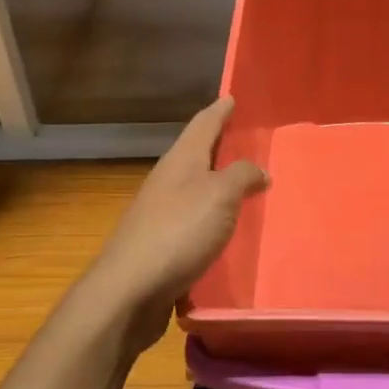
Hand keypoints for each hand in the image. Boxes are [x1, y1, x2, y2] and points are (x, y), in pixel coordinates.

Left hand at [84, 97, 267, 354]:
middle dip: (220, 146)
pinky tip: (227, 230)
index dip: (220, 110)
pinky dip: (212, 218)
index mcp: (181, 161)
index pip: (203, 124)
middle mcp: (168, 181)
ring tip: (246, 185)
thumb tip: (259, 170)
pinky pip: (194, 221)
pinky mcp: (161, 245)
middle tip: (248, 140)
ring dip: (217, 184)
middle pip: (197, 154)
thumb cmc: (178, 231)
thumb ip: (242, 176)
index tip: (232, 97)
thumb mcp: (220, 196)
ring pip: (195, 189)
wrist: (129, 291)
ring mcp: (160, 214)